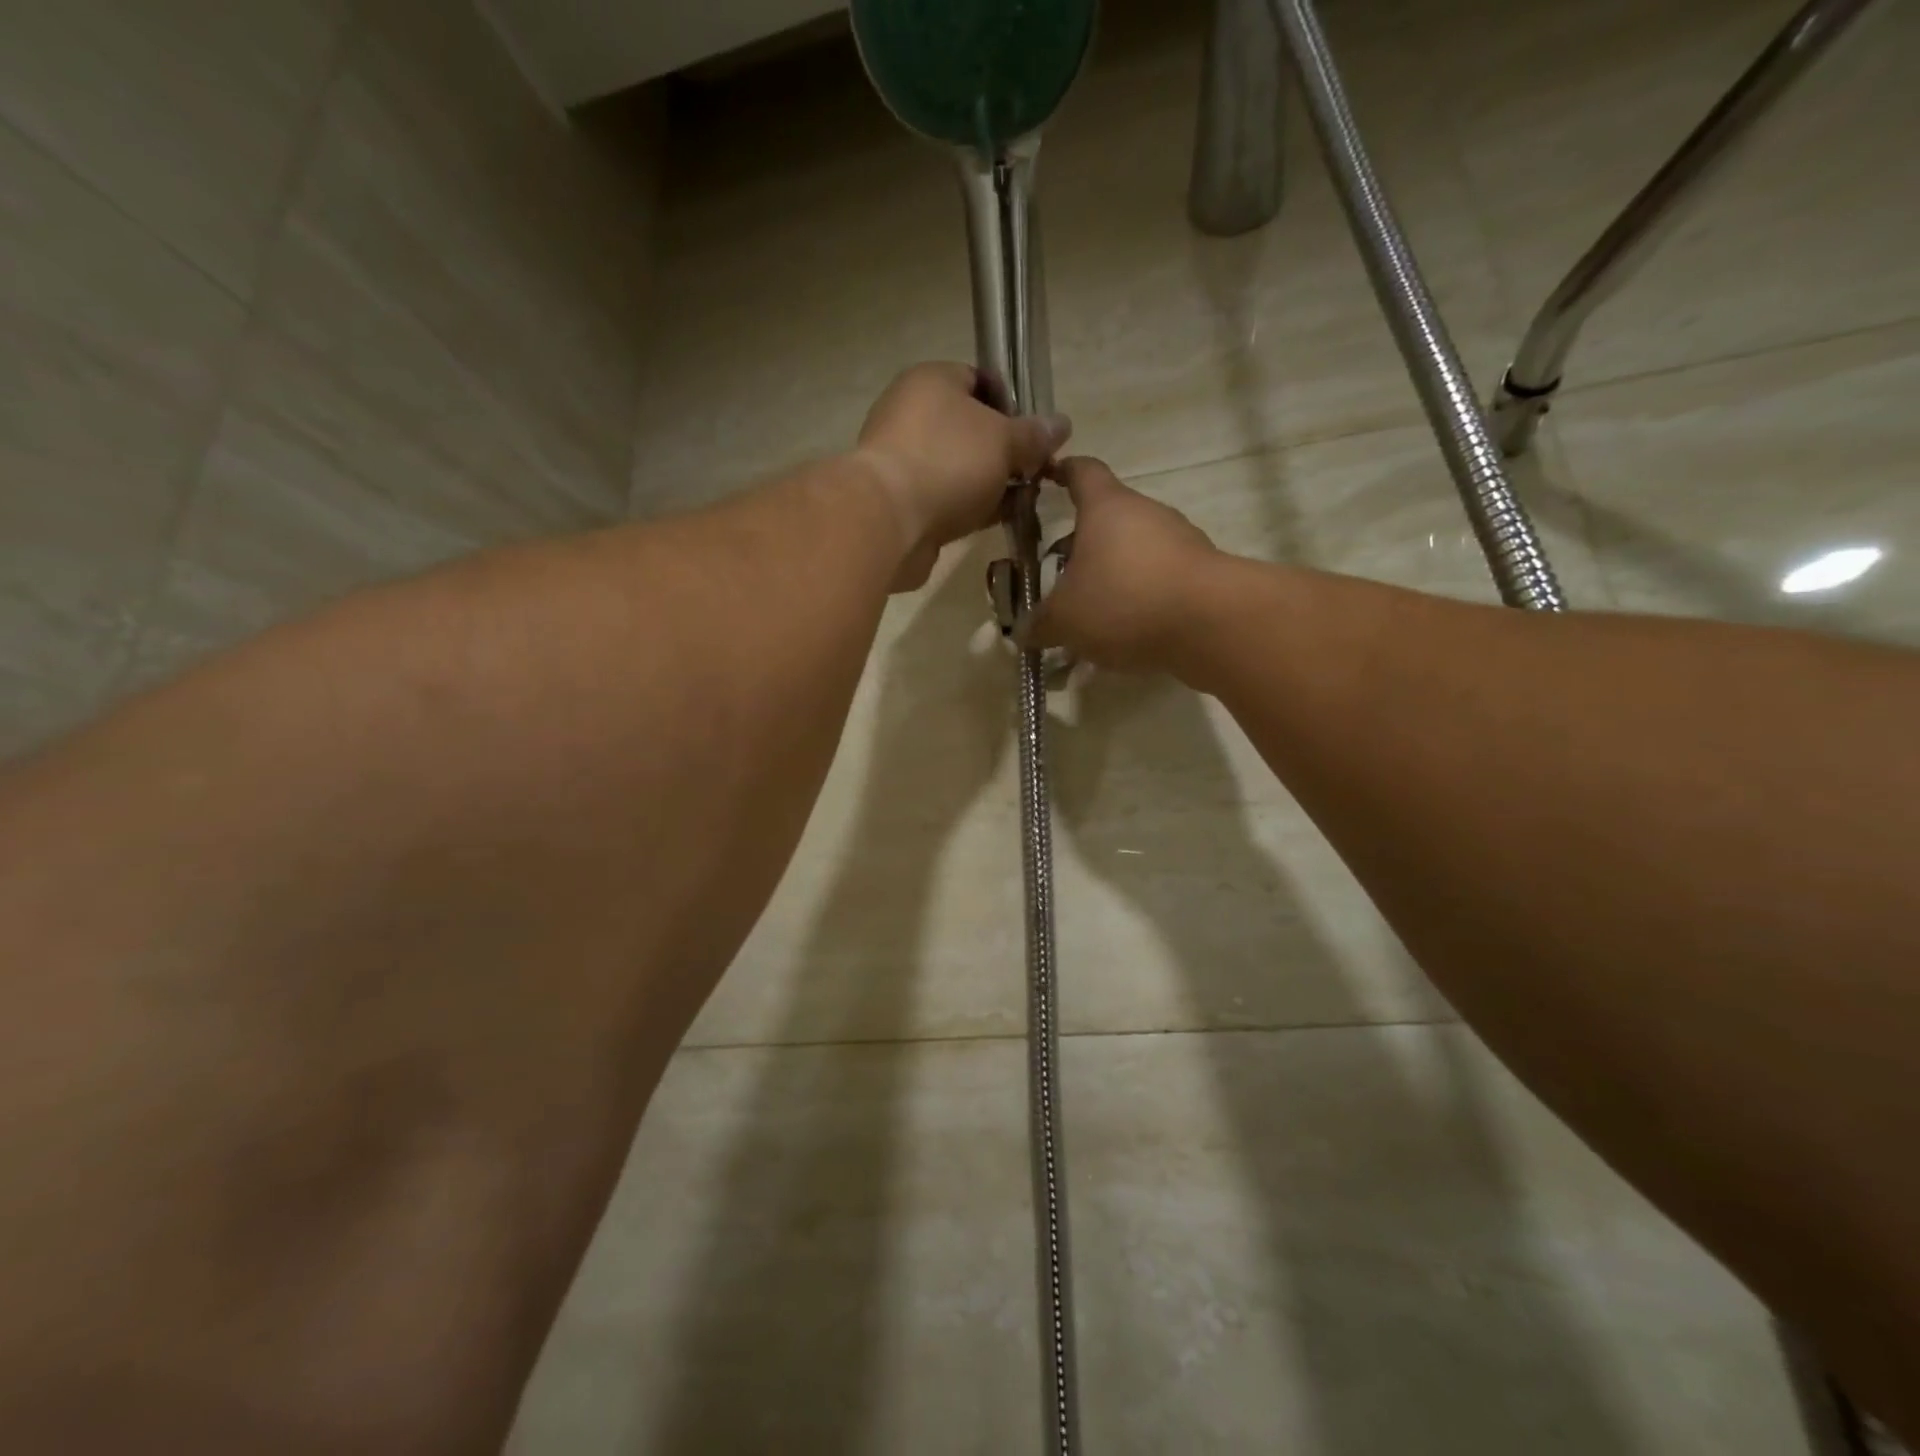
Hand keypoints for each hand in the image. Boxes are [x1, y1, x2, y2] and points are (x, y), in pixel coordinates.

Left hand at [855, 363, 1070, 590]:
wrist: (888, 521)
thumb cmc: (948, 462)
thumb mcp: (1004, 440)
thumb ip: (1034, 435)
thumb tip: (1061, 425)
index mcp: (932, 380)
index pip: (980, 380)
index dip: (1013, 405)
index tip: (1036, 435)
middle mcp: (911, 414)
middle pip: (970, 428)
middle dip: (1005, 451)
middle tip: (1034, 472)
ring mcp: (903, 460)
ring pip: (959, 467)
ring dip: (990, 484)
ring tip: (1022, 501)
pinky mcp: (901, 501)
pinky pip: (945, 497)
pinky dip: (969, 507)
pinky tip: (995, 520)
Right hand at [1022, 457, 1219, 672]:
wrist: (1211, 624)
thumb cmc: (1124, 601)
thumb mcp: (1064, 619)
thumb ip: (1039, 624)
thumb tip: (1024, 632)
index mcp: (1107, 507)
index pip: (1082, 471)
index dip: (1062, 472)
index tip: (1047, 477)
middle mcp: (1146, 514)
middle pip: (1108, 520)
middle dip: (1081, 546)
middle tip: (1057, 575)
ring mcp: (1180, 541)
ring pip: (1134, 553)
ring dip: (1111, 576)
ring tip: (1090, 616)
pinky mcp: (1201, 574)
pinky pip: (1158, 581)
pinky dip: (1139, 600)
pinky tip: (1125, 635)